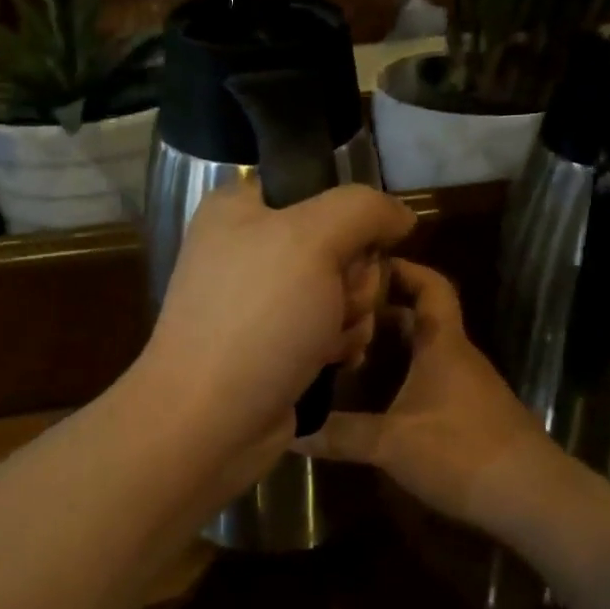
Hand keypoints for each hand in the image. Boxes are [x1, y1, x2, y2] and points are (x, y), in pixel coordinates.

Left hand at [136, 181, 415, 455]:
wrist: (209, 420)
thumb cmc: (258, 318)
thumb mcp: (313, 240)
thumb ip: (364, 209)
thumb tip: (400, 215)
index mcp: (240, 208)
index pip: (320, 189)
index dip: (348, 220)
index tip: (352, 248)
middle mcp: (248, 247)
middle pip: (340, 243)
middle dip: (353, 278)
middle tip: (336, 302)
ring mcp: (261, 299)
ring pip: (342, 288)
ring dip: (351, 316)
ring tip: (328, 341)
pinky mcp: (275, 343)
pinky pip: (330, 326)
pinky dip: (339, 344)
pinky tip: (331, 362)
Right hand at [296, 259, 557, 531]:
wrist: (533, 498)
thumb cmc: (462, 452)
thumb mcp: (392, 443)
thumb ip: (340, 435)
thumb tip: (290, 429)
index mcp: (443, 344)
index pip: (431, 286)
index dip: (403, 268)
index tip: (365, 264)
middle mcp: (457, 356)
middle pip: (422, 316)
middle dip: (383, 310)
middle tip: (339, 312)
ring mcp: (468, 385)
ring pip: (427, 349)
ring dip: (393, 345)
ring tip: (348, 350)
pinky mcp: (472, 413)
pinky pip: (432, 377)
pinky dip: (405, 375)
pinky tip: (379, 396)